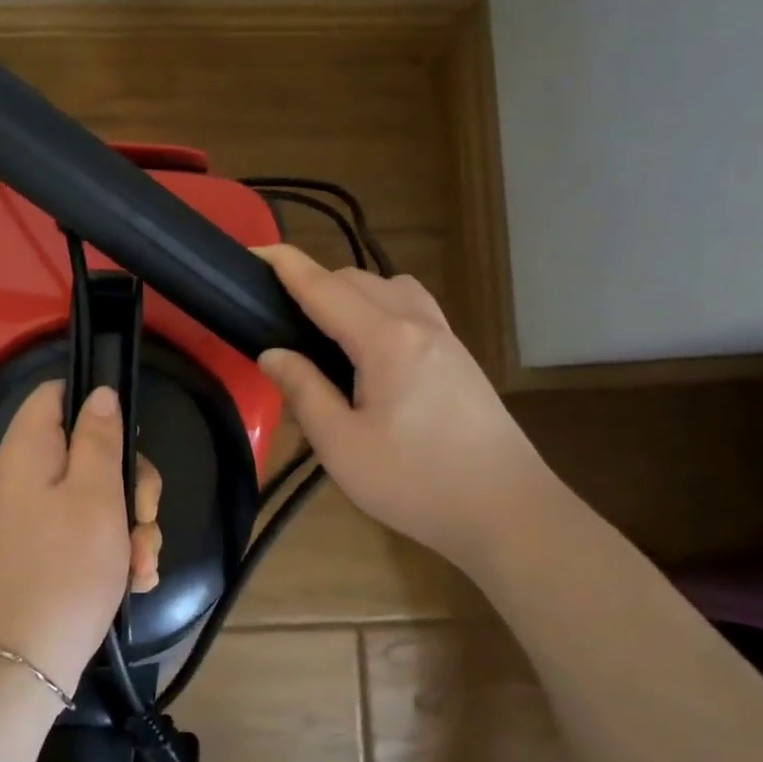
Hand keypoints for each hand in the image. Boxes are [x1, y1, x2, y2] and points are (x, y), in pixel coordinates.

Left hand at [0, 380, 160, 691]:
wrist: (19, 666)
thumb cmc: (65, 570)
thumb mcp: (96, 496)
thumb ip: (99, 438)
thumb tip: (99, 393)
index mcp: (25, 451)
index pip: (54, 394)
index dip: (94, 403)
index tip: (129, 438)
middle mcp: (18, 478)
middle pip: (83, 450)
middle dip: (127, 482)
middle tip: (144, 515)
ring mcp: (24, 518)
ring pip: (89, 497)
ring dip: (126, 525)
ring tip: (142, 563)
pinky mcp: (33, 553)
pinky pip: (76, 532)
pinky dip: (107, 550)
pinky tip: (133, 581)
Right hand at [254, 244, 552, 566]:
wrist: (508, 511)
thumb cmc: (416, 481)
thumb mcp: (341, 445)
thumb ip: (303, 390)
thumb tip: (272, 354)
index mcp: (385, 339)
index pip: (324, 287)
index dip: (286, 265)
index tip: (254, 250)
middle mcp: (418, 323)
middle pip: (357, 279)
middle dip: (314, 282)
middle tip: (280, 315)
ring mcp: (445, 337)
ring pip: (390, 287)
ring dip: (351, 291)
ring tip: (326, 328)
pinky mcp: (459, 357)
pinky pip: (412, 307)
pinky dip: (380, 306)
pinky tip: (371, 347)